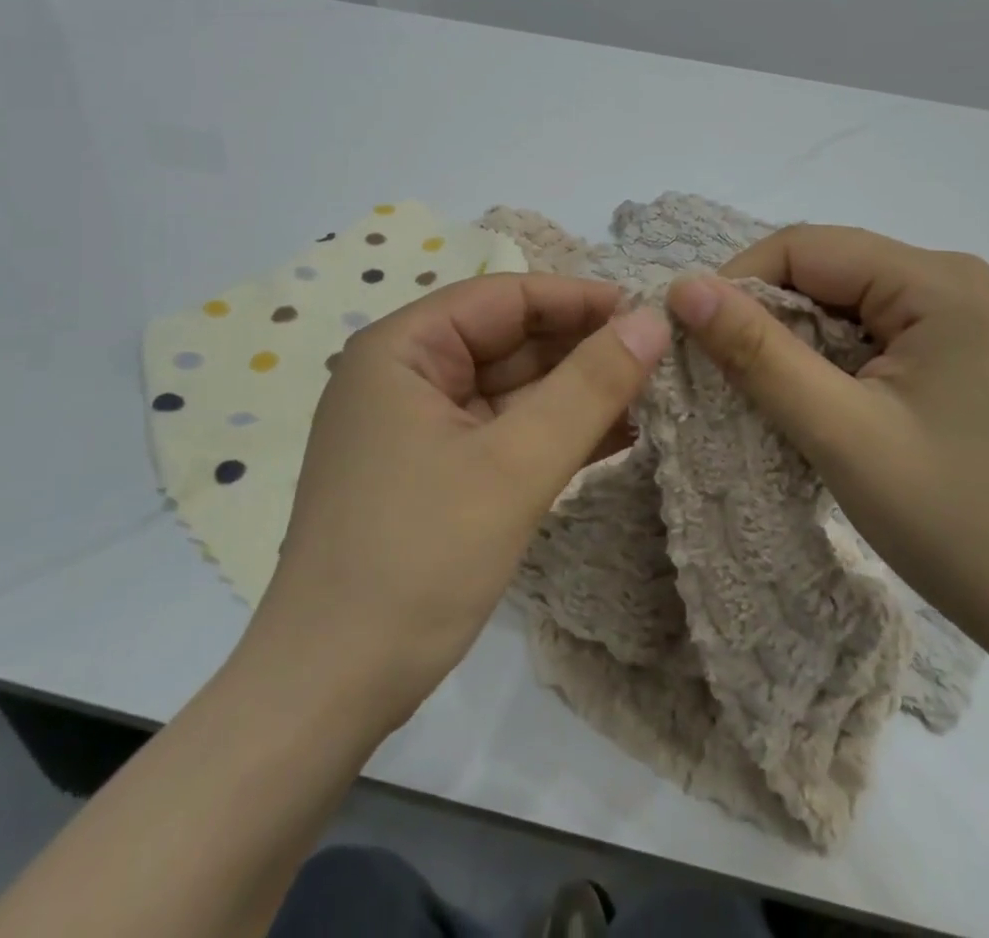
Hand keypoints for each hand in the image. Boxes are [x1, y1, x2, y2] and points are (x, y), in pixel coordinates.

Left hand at [241, 274, 670, 733]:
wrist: (326, 692)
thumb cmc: (417, 560)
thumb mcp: (514, 466)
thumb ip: (589, 387)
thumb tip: (651, 322)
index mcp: (401, 349)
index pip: (504, 297)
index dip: (579, 300)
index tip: (649, 313)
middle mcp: (403, 375)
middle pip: (508, 341)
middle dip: (583, 350)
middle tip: (661, 360)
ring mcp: (415, 426)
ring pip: (510, 389)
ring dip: (576, 394)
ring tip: (653, 396)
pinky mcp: (431, 471)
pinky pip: (501, 432)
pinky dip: (553, 433)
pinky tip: (617, 437)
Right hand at [666, 227, 988, 666]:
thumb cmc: (955, 522)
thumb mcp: (839, 433)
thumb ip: (757, 352)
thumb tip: (683, 287)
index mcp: (936, 281)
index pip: (804, 248)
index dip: (737, 284)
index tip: (693, 339)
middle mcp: (953, 279)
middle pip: (825, 269)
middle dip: (764, 314)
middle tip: (721, 372)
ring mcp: (961, 314)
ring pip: (842, 300)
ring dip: (793, 338)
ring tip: (762, 391)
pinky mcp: (958, 349)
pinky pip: (869, 330)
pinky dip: (827, 357)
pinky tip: (814, 399)